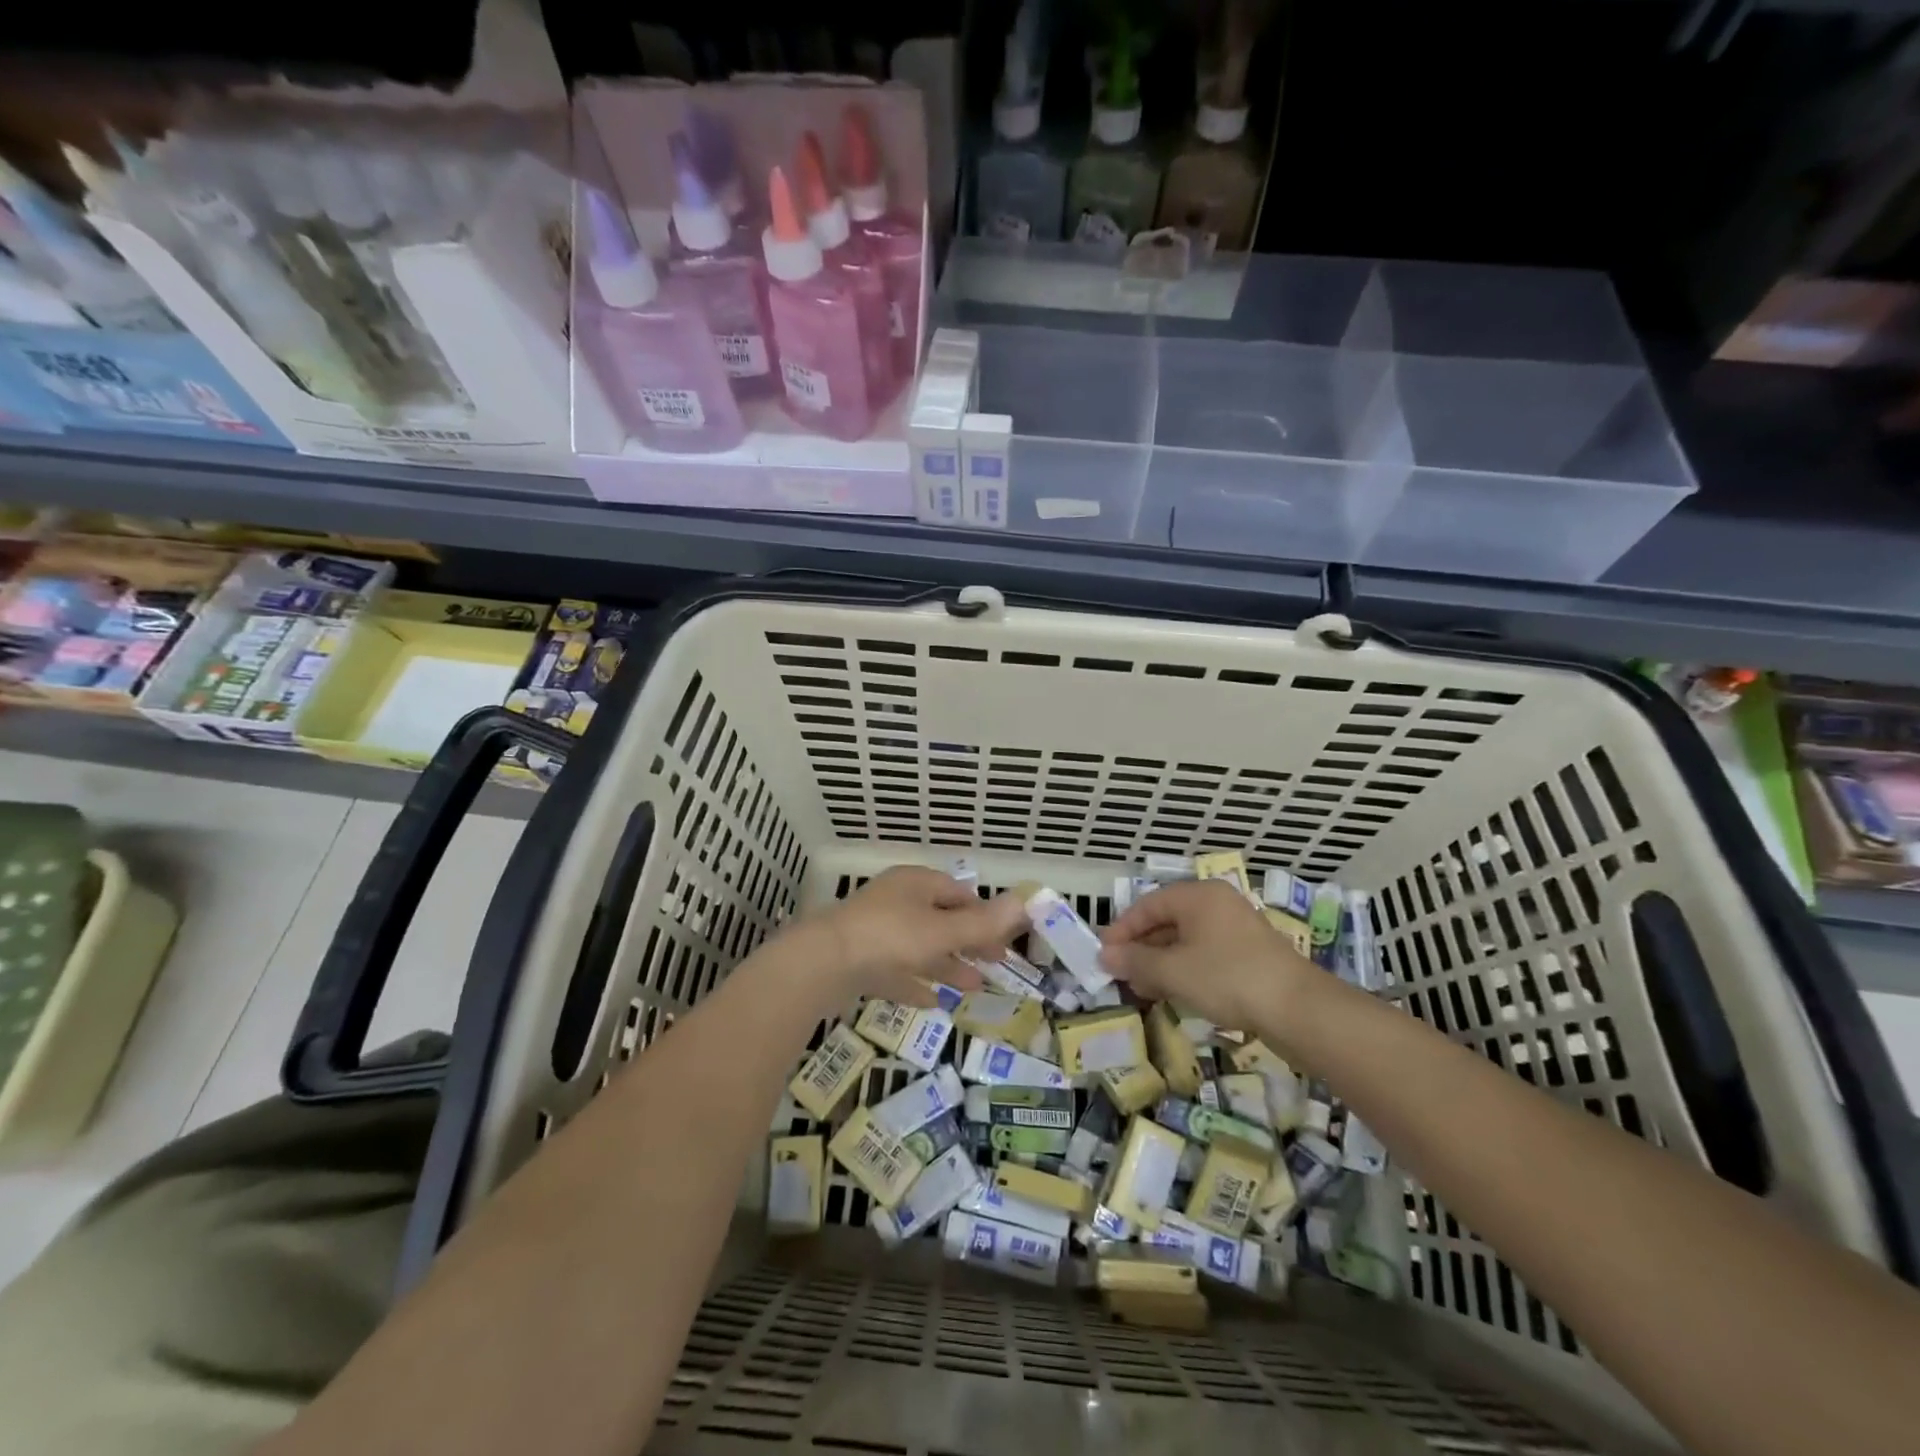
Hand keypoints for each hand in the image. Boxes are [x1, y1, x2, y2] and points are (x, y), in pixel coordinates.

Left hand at [806, 866, 1026, 1007]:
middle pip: (941, 920)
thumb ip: (983, 923)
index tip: (1005, 939)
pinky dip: (916, 983)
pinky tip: (933, 1003)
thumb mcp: (943, 931)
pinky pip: (896, 971)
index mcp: (916, 884)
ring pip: (920, 947)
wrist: (822, 964)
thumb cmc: (890, 937)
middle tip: (994, 965)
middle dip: (969, 942)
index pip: (958, 893)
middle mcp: (896, 902)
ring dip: (947, 965)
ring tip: (973, 987)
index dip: (984, 914)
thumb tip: (1025, 901)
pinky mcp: (860, 961)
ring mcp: (875, 931)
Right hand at [1099, 878, 1317, 1032]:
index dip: (1121, 930)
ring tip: (1142, 989)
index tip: (1103, 955)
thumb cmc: (1227, 978)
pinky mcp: (1250, 954)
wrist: (1298, 1009)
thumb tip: (1105, 956)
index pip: (1147, 905)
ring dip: (1160, 963)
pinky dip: (1185, 970)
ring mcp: (1236, 928)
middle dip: (1140, 949)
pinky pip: (1206, 954)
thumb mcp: (1173, 970)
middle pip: (1166, 921)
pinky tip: (1174, 993)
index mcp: (1198, 896)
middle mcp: (1217, 904)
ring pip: (1186, 940)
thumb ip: (1135, 961)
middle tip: (1120, 974)